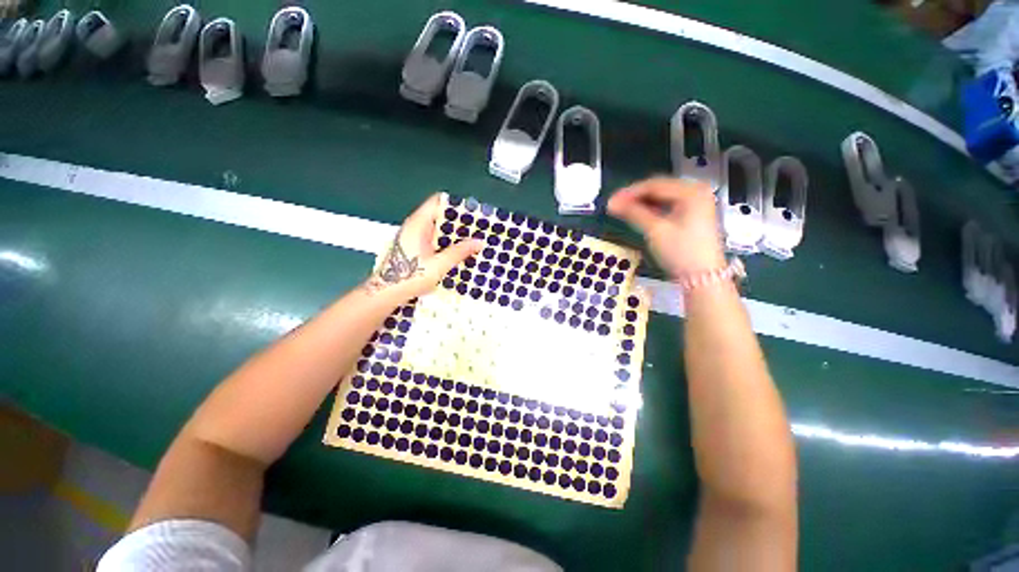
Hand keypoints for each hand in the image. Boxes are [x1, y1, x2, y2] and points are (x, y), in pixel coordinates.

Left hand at [365, 193, 482, 301]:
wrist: (386, 293)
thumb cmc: (410, 277)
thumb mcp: (439, 265)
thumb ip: (459, 252)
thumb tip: (479, 242)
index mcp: (419, 224)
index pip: (437, 202)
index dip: (455, 205)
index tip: (472, 212)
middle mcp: (414, 225)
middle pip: (438, 214)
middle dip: (458, 221)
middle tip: (477, 229)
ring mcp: (413, 236)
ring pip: (436, 227)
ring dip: (452, 233)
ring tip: (471, 239)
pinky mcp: (413, 246)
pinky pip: (432, 237)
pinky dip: (445, 241)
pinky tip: (457, 250)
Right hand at [608, 177, 724, 278]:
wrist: (703, 277)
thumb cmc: (681, 252)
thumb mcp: (655, 230)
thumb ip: (633, 213)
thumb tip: (611, 203)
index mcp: (691, 191)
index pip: (654, 185)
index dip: (630, 192)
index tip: (611, 200)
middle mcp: (697, 191)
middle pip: (659, 188)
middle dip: (635, 196)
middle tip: (615, 205)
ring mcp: (696, 203)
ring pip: (662, 197)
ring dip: (642, 202)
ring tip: (623, 210)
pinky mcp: (693, 214)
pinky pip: (668, 205)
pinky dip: (652, 209)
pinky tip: (639, 214)